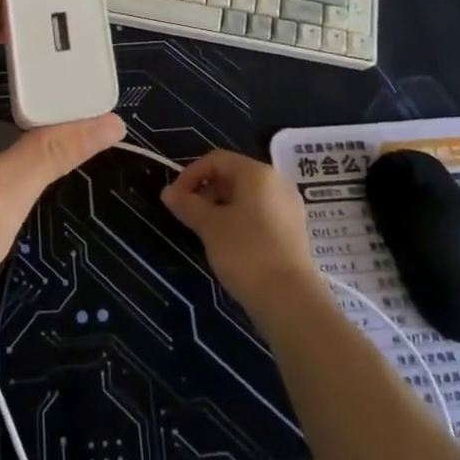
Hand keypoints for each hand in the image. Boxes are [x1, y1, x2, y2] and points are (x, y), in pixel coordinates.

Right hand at [161, 150, 321, 319]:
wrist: (290, 300)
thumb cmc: (246, 252)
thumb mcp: (210, 226)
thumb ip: (188, 205)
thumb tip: (167, 192)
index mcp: (257, 173)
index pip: (216, 159)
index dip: (190, 174)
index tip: (174, 198)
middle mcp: (277, 182)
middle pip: (233, 175)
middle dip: (205, 191)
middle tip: (187, 215)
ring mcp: (288, 207)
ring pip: (246, 196)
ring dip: (220, 207)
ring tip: (205, 231)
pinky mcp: (292, 231)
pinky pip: (259, 213)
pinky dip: (239, 220)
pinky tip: (228, 243)